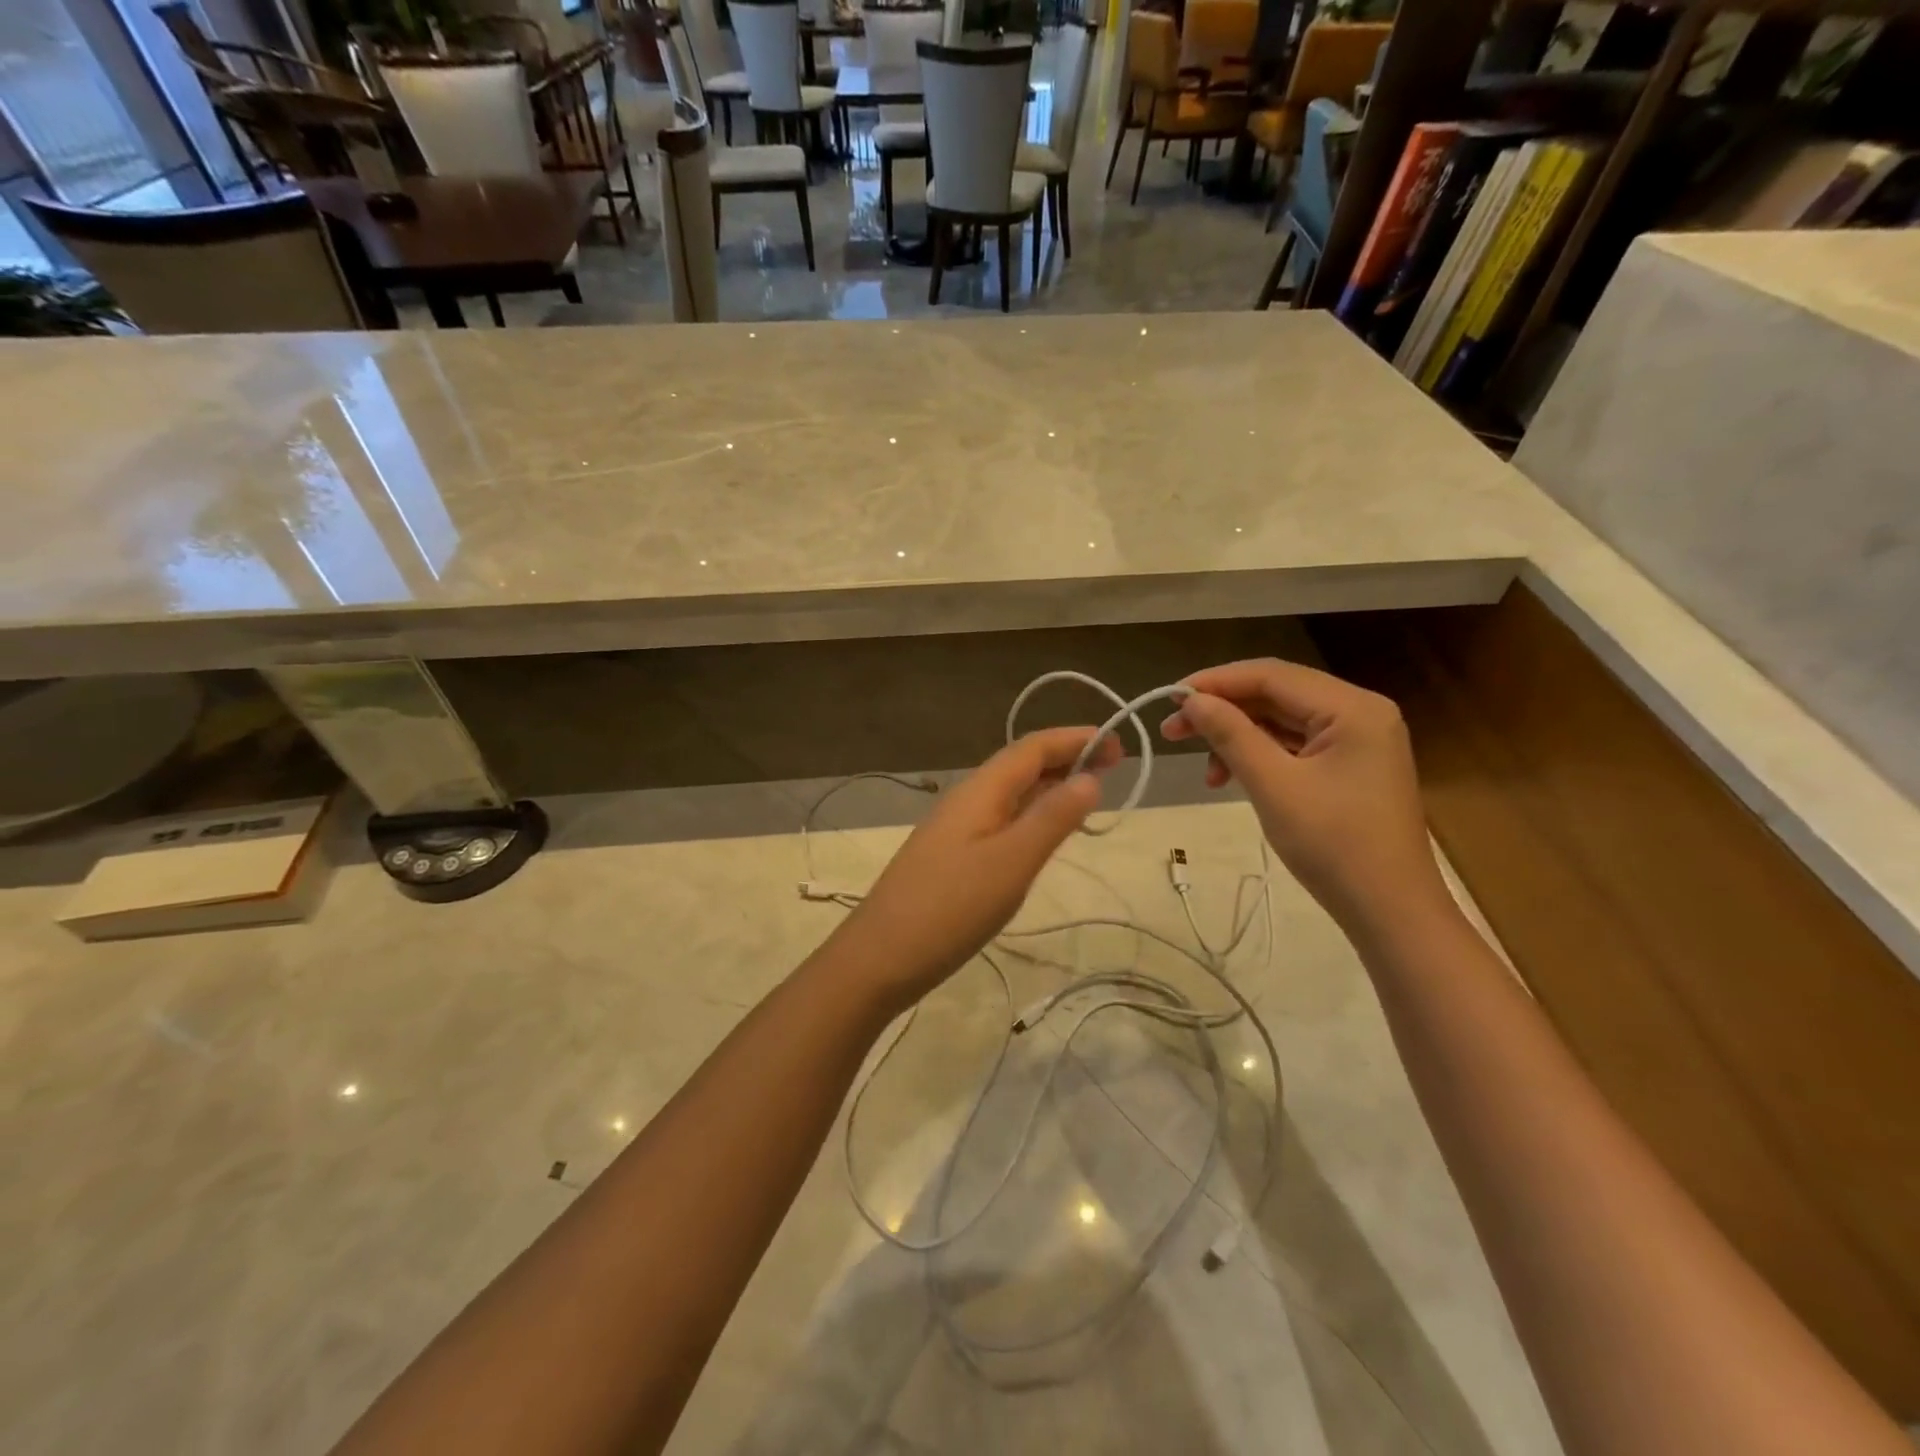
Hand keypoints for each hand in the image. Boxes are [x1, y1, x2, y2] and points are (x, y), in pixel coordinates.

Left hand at [825, 727, 1119, 1011]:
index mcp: (980, 791)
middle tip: (1114, 768)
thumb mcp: (1012, 862)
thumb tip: (1090, 777)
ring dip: (1049, 786)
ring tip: (1088, 794)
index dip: (1075, 739)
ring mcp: (955, 828)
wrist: (880, 957)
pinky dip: (1030, 815)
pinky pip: (1000, 819)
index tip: (1119, 745)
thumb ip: (1052, 819)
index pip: (1032, 748)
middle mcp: (966, 799)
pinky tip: (1042, 834)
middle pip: (1021, 765)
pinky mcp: (951, 856)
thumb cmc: (951, 908)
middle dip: (1066, 759)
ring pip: (1010, 793)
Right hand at [1160, 659, 1449, 935]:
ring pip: (1282, 720)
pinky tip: (1230, 777)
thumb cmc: (1333, 845)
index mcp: (1352, 707)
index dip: (1216, 682)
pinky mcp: (1350, 765)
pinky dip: (1260, 755)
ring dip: (1238, 736)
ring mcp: (1358, 739)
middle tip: (1172, 731)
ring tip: (1202, 766)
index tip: (1169, 698)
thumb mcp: (1273, 785)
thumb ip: (1231, 734)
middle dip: (1223, 710)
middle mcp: (1360, 711)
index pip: (1272, 675)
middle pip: (1277, 694)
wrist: (1389, 911)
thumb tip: (1191, 700)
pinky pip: (1295, 744)